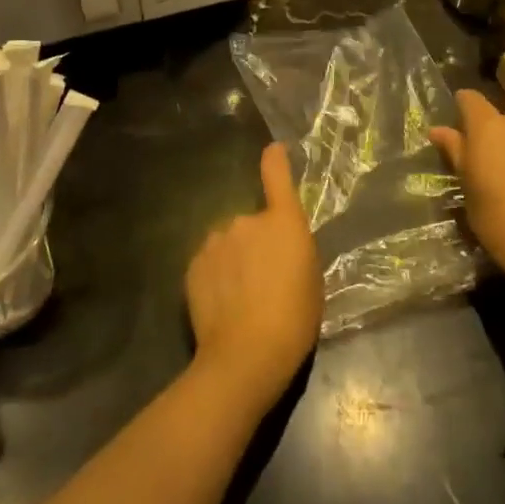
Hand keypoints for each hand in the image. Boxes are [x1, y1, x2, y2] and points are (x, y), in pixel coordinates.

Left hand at [185, 143, 322, 413]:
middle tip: (263, 280)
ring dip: (233, 259)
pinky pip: (209, 262)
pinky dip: (215, 276)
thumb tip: (280, 245)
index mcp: (283, 222)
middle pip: (252, 223)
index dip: (275, 160)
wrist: (247, 353)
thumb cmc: (294, 318)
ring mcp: (216, 240)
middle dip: (256, 244)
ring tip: (240, 297)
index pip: (277, 175)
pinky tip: (221, 305)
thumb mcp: (311, 279)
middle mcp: (247, 220)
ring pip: (227, 243)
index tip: (273, 150)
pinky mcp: (194, 264)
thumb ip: (293, 249)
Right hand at [432, 90, 504, 299]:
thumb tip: (437, 130)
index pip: (469, 98)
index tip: (454, 128)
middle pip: (495, 119)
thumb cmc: (493, 213)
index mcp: (488, 126)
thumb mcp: (466, 183)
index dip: (460, 108)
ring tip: (502, 180)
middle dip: (485, 135)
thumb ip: (454, 150)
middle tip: (475, 164)